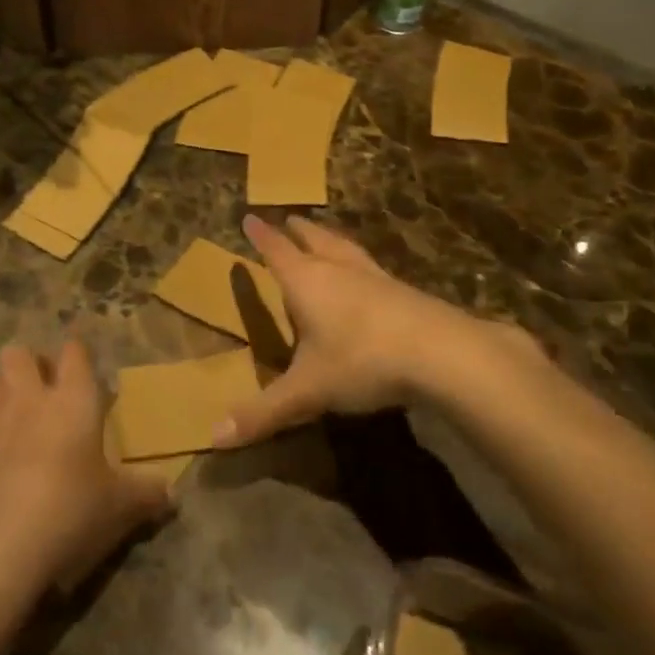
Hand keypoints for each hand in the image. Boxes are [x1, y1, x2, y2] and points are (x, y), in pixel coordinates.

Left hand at [0, 340, 170, 613]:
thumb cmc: (70, 513)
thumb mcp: (120, 507)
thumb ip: (147, 494)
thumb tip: (171, 493)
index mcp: (72, 401)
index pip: (74, 354)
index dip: (77, 355)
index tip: (82, 366)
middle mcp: (27, 400)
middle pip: (18, 354)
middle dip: (27, 362)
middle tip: (41, 389)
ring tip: (9, 416)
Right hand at [216, 215, 476, 445]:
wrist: (442, 353)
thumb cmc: (362, 361)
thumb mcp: (307, 391)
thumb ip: (263, 413)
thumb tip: (212, 437)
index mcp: (307, 282)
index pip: (277, 252)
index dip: (261, 237)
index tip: (250, 217)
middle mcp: (339, 270)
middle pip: (315, 240)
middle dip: (298, 231)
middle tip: (289, 219)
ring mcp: (375, 278)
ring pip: (346, 249)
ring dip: (331, 239)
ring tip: (326, 234)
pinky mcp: (404, 292)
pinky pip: (373, 268)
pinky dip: (360, 263)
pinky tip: (369, 276)